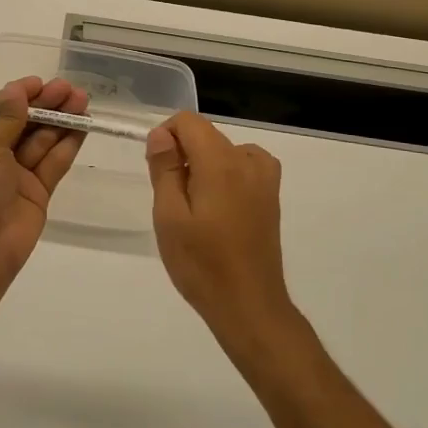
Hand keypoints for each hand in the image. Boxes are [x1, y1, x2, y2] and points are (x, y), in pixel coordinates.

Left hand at [0, 77, 88, 290]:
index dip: (18, 95)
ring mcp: (15, 175)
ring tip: (83, 100)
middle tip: (70, 89)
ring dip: (61, 121)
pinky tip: (84, 126)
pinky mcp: (37, 192)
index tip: (41, 83)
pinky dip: (68, 144)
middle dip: (45, 105)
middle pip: (22, 123)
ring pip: (41, 141)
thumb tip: (17, 90)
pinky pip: (53, 163)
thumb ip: (7, 116)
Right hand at [145, 113, 292, 346]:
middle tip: (170, 198)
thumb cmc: (201, 263)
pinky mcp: (271, 196)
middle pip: (206, 135)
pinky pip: (243, 165)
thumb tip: (161, 134)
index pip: (189, 122)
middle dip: (183, 153)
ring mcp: (264, 178)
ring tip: (193, 206)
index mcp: (221, 162)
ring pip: (223, 150)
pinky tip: (218, 205)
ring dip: (203, 165)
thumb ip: (164, 168)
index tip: (157, 169)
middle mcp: (247, 161)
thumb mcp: (169, 216)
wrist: (248, 305)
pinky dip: (226, 173)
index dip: (166, 136)